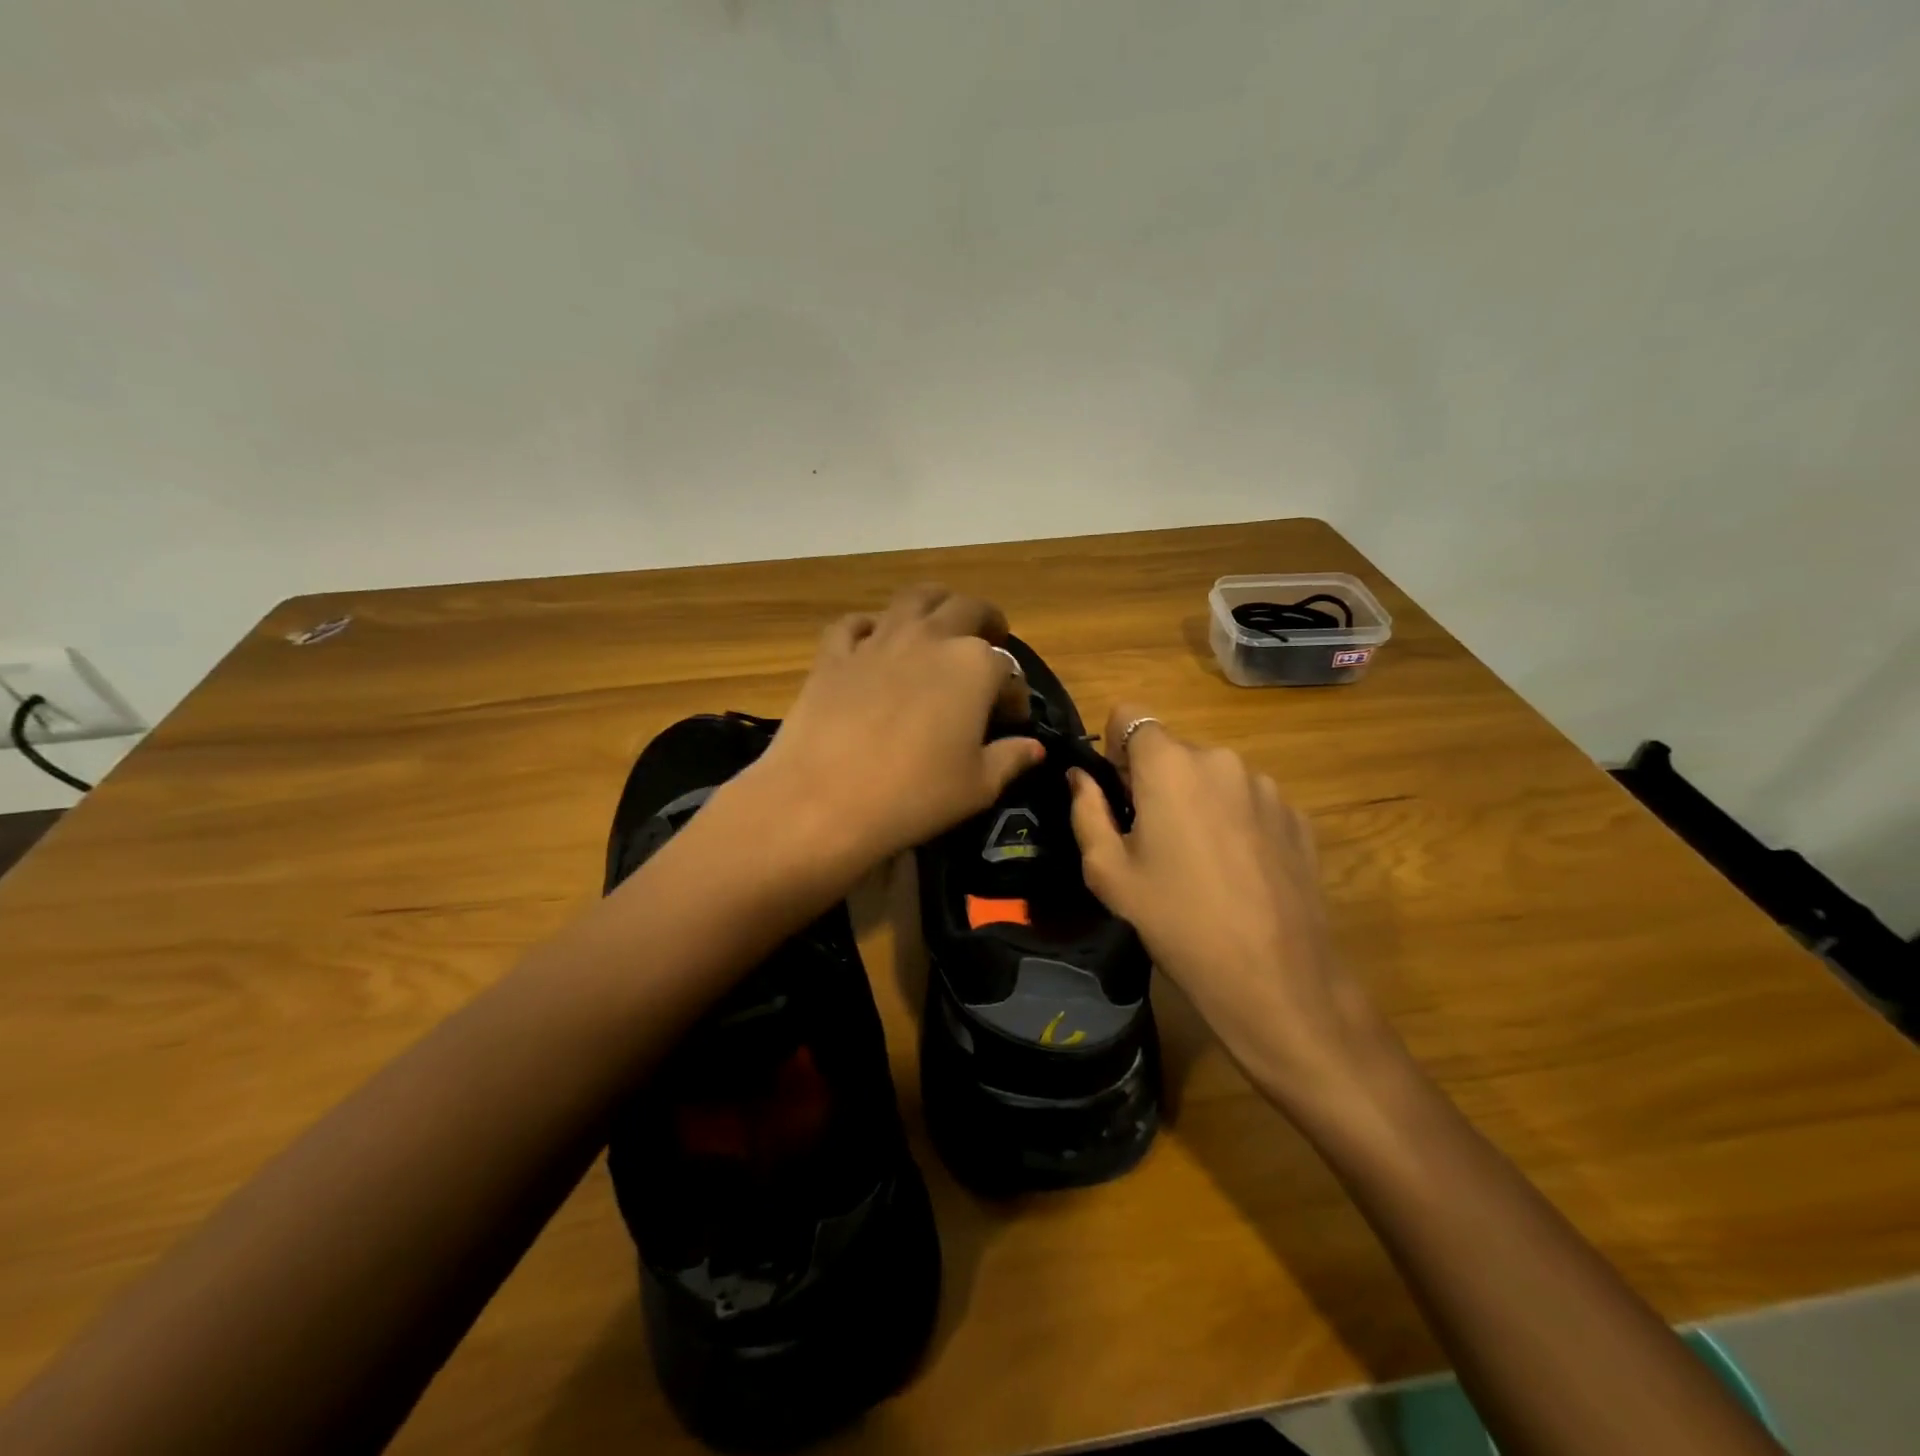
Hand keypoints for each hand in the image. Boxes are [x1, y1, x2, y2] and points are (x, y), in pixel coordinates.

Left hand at [742, 586, 1043, 870]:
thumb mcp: (977, 787)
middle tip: (991, 639)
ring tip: (941, 622)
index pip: (1008, 669)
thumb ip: (1011, 758)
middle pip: (967, 609)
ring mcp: (878, 641)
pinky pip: (855, 624)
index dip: (1014, 694)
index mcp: (974, 665)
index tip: (1011, 720)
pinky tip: (874, 640)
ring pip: (914, 599)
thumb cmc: (914, 796)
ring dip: (936, 604)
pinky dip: (871, 626)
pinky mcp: (834, 654)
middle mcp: (929, 638)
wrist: (823, 801)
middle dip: (986, 622)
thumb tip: (1033, 748)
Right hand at [1066, 705, 1390, 1103]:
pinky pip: (1249, 801)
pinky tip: (1237, 873)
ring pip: (1213, 776)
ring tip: (1200, 862)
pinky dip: (1234, 821)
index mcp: (1169, 764)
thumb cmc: (1174, 920)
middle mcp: (1221, 759)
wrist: (1274, 976)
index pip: (1130, 716)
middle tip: (1152, 840)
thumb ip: (1086, 811)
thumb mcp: (1108, 872)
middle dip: (1156, 781)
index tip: (1117, 793)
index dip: (1114, 748)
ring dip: (1198, 800)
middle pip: (1173, 751)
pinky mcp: (1297, 816)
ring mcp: (1266, 786)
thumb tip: (1079, 777)